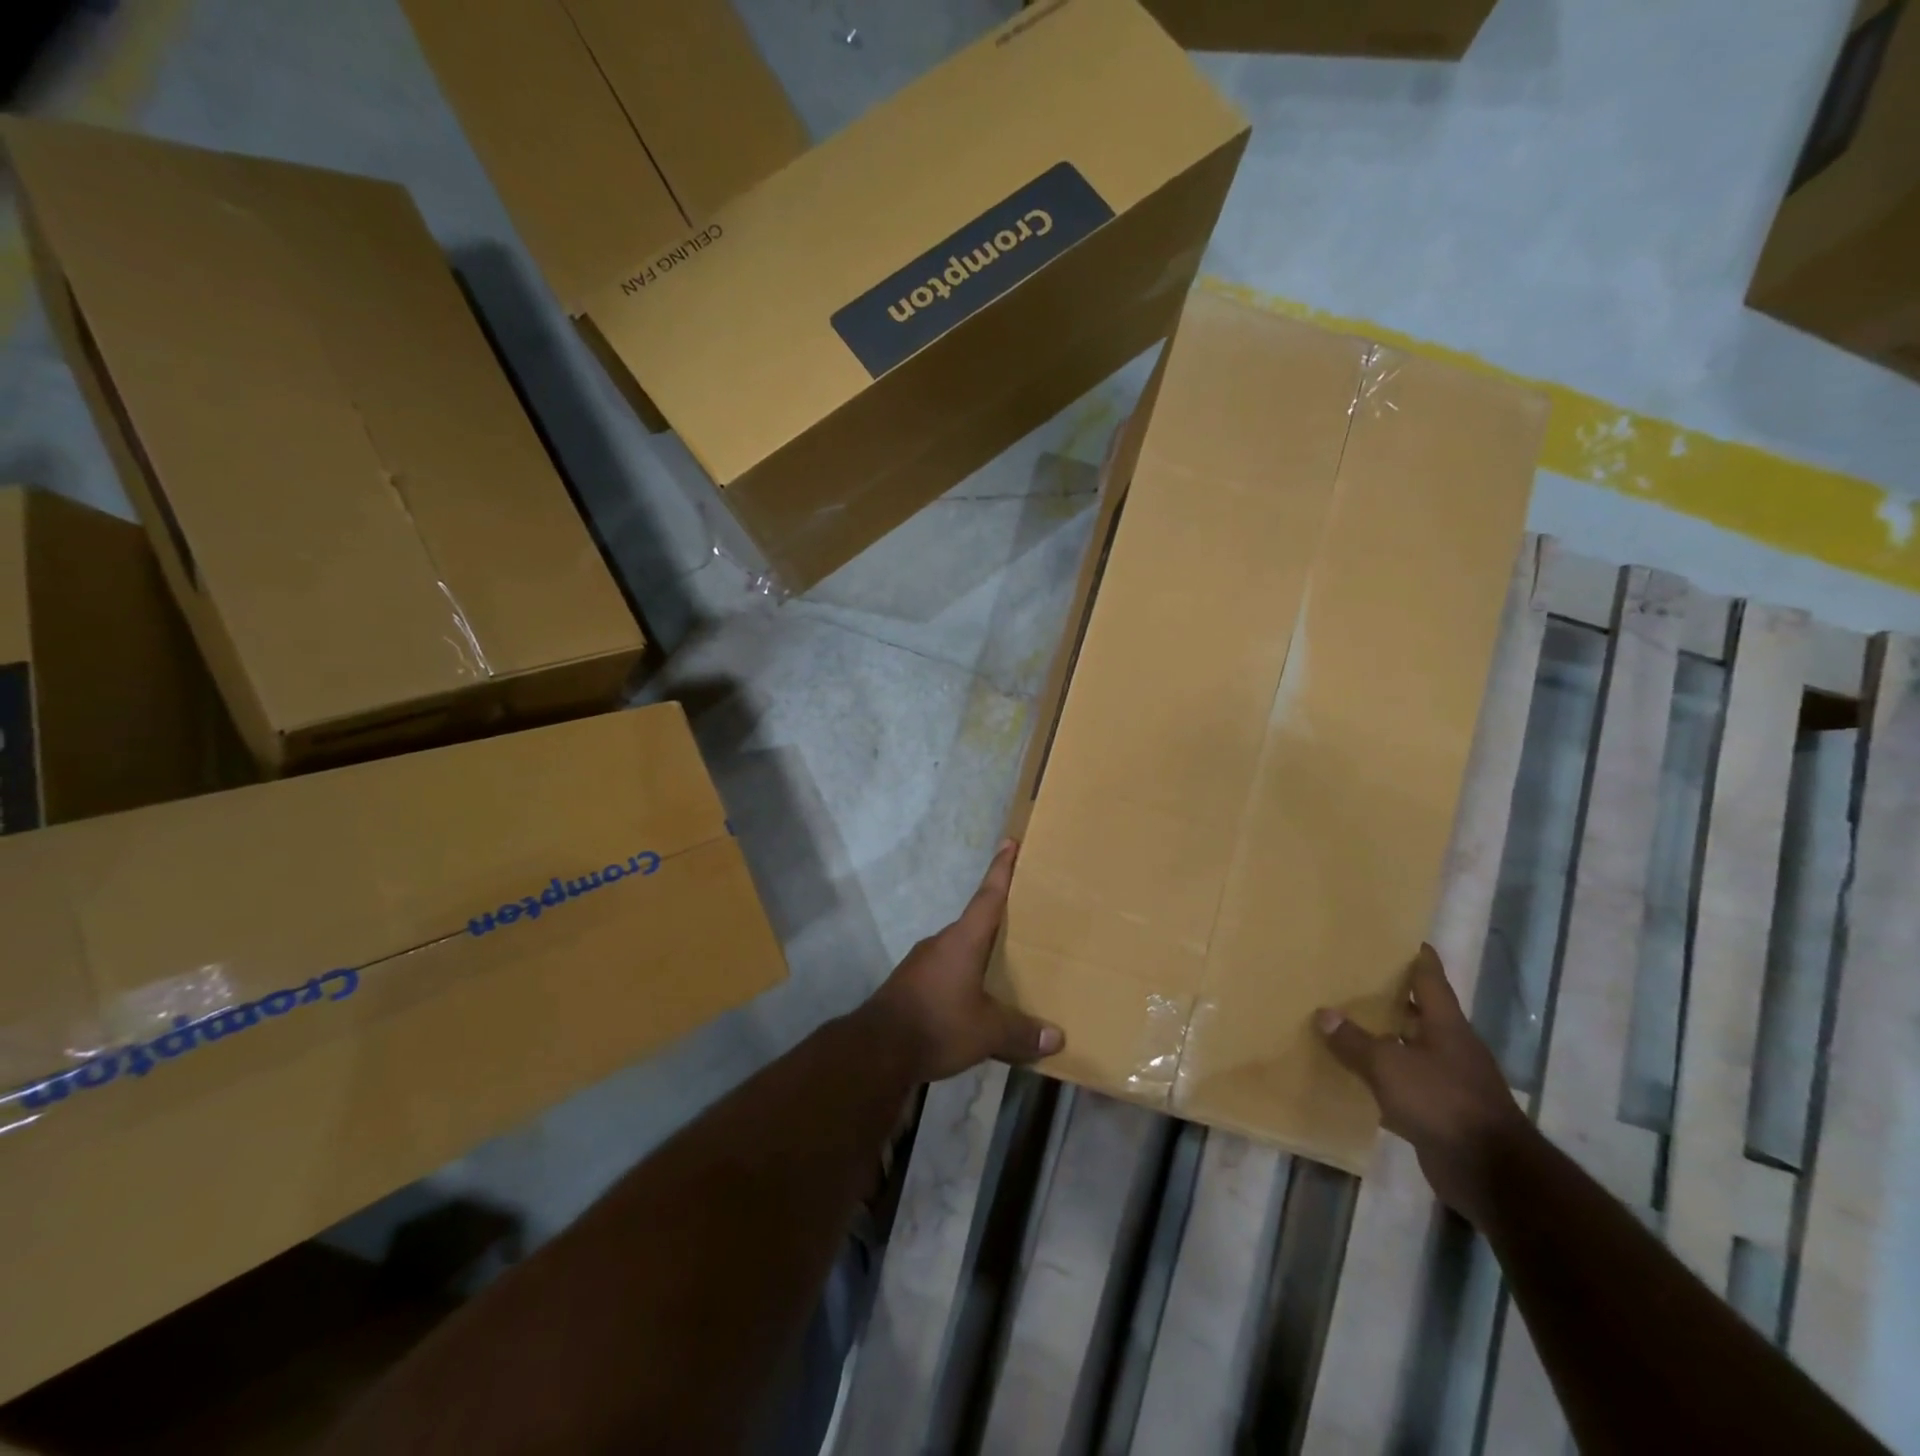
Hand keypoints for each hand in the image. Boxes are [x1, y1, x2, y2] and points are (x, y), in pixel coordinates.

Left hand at [867, 840, 1064, 1081]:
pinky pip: (946, 970)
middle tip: (1025, 917)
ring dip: (980, 953)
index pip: (988, 896)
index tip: (1010, 842)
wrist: (875, 1049)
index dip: (1001, 869)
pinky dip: (964, 976)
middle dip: (999, 918)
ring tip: (1005, 965)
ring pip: (960, 949)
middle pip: (976, 921)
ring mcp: (922, 962)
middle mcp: (942, 942)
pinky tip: (975, 998)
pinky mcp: (911, 983)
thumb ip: (1021, 1032)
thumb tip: (1057, 1037)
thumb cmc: (937, 1024)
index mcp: (963, 940)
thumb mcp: (986, 1032)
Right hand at [1316, 944, 1529, 1225]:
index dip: (1416, 956)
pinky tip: (1356, 1075)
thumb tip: (1324, 1014)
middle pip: (1419, 1012)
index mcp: (1446, 1025)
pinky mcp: (1442, 1112)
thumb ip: (1354, 1041)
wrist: (1490, 1173)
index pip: (1430, 979)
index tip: (1399, 937)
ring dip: (1384, 1037)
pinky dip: (1384, 1077)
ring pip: (1410, 1048)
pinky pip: (1406, 1084)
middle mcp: (1451, 1047)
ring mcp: (1449, 1081)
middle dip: (1390, 996)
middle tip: (1352, 977)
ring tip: (1345, 1022)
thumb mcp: (1389, 1065)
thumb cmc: (1442, 1102)